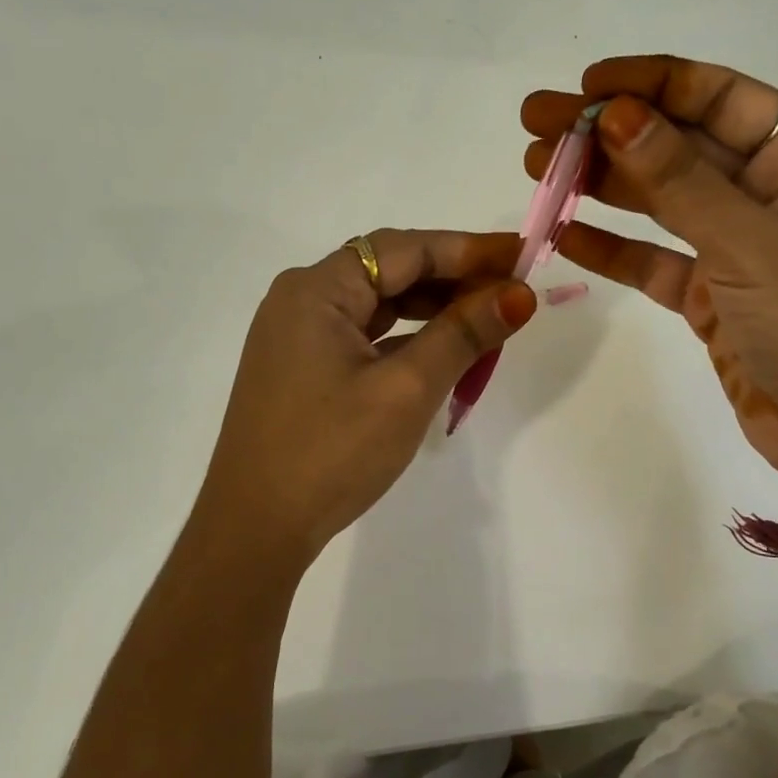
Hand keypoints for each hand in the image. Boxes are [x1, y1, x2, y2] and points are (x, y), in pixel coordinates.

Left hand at [198, 229, 537, 563]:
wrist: (255, 528)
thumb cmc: (331, 452)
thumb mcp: (406, 390)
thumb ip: (463, 334)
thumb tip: (519, 295)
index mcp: (316, 290)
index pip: (403, 249)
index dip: (467, 249)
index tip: (522, 256)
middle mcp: (301, 300)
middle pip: (389, 271)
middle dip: (453, 279)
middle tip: (513, 291)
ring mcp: (298, 337)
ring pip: (378, 306)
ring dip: (432, 310)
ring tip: (487, 319)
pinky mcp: (303, 370)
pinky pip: (364, 337)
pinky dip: (406, 339)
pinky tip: (441, 352)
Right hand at [524, 56, 777, 505]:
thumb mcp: (751, 243)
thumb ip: (679, 181)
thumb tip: (612, 114)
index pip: (721, 98)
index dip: (652, 84)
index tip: (585, 86)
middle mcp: (774, 192)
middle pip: (681, 146)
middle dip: (609, 134)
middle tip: (537, 125)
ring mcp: (740, 246)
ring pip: (661, 201)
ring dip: (601, 185)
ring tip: (537, 169)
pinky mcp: (713, 295)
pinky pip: (655, 259)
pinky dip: (612, 248)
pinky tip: (563, 234)